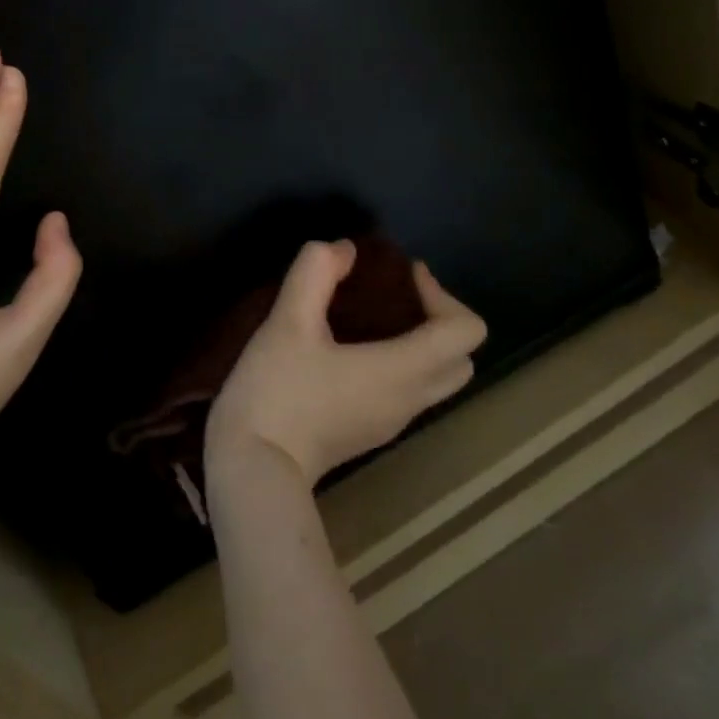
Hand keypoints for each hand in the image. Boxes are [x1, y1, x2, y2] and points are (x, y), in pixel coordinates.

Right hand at [207, 241, 486, 486]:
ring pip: (436, 380)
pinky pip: (408, 392)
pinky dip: (400, 364)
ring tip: (371, 316)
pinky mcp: (369, 432)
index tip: (402, 276)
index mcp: (402, 370)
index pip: (466, 332)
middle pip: (461, 359)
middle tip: (397, 295)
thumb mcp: (287, 322)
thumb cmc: (277, 392)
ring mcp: (391, 422)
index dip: (442, 294)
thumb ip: (315, 273)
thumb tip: (342, 250)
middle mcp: (409, 399)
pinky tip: (349, 349)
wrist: (253, 469)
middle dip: (439, 319)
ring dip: (420, 343)